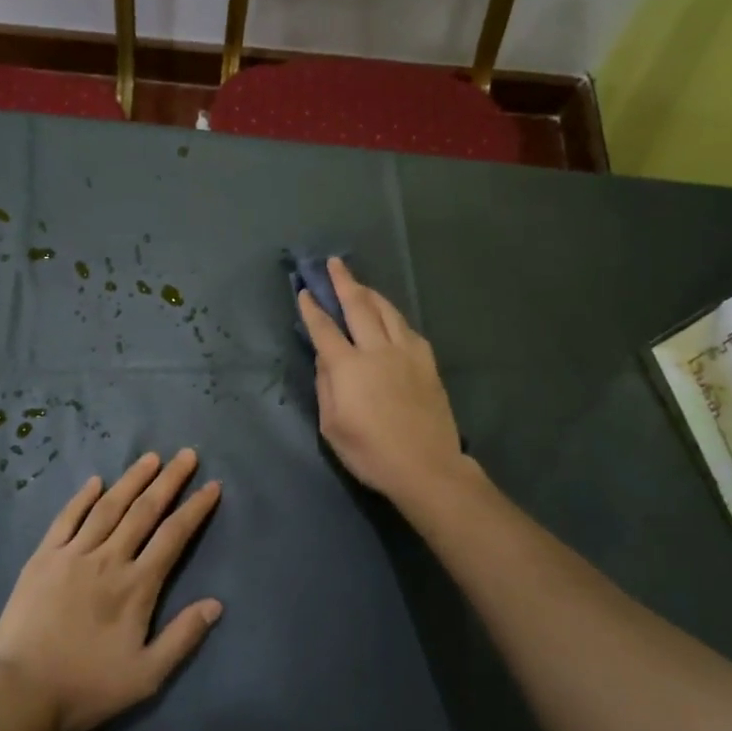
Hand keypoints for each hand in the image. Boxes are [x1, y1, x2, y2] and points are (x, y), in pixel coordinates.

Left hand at [0, 450, 222, 730]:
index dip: (195, 509)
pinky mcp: (43, 558)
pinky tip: (95, 481)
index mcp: (136, 586)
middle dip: (169, 480)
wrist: (21, 693)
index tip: (212, 485)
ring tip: (150, 457)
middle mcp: (108, 559)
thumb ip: (183, 637)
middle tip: (187, 455)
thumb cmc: (87, 687)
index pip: (173, 536)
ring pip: (108, 507)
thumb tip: (216, 603)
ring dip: (131, 480)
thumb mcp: (146, 676)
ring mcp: (72, 554)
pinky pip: (66, 518)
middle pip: (144, 511)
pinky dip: (82, 497)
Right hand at [299, 257, 466, 506]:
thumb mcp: (332, 426)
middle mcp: (377, 350)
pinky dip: (393, 316)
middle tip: (333, 263)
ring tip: (359, 284)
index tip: (304, 292)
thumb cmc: (370, 452)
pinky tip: (389, 317)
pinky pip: (407, 328)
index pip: (324, 329)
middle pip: (358, 306)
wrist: (426, 467)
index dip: (312, 309)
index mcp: (348, 367)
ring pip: (387, 311)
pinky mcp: (427, 362)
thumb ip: (326, 386)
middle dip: (342, 282)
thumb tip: (325, 359)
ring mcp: (406, 353)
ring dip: (370, 293)